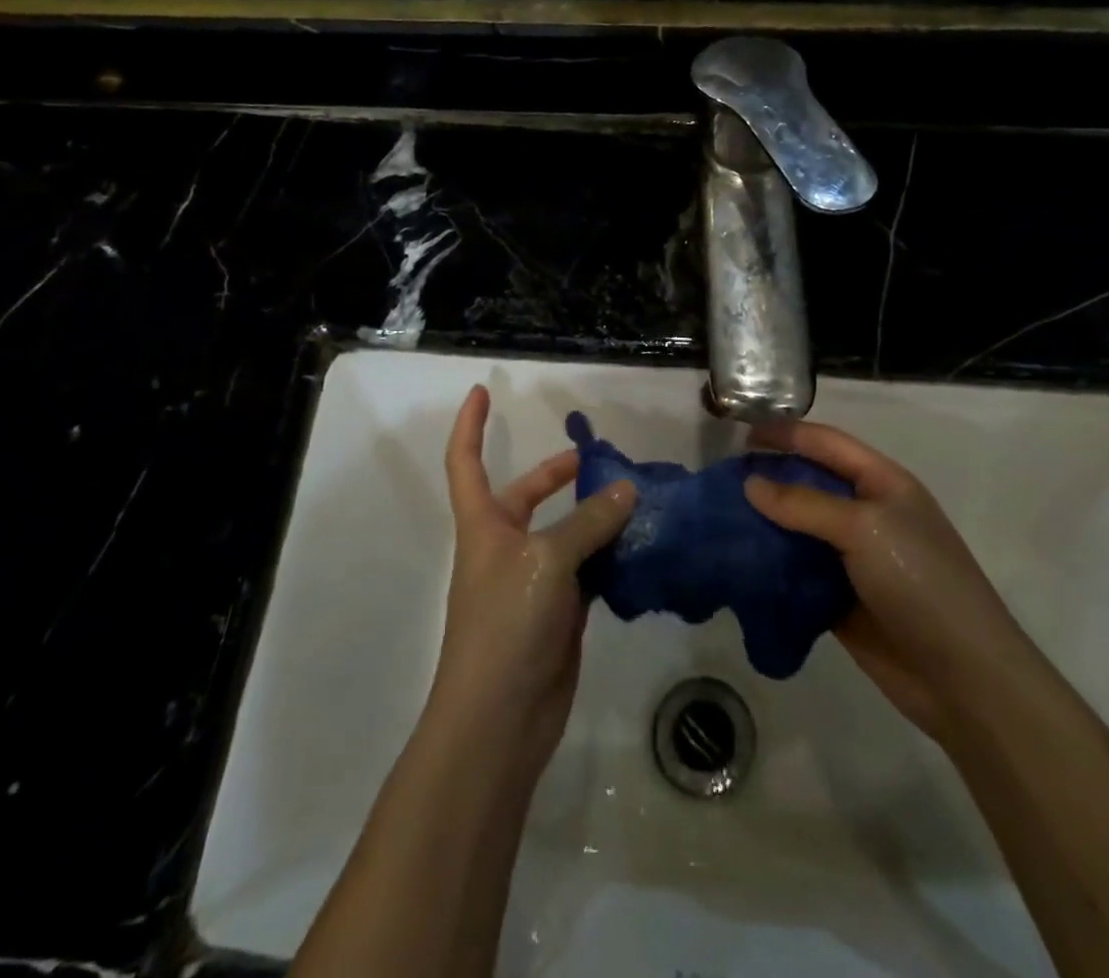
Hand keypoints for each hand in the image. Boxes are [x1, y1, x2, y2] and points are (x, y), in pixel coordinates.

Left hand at [431, 385, 635, 773]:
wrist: (501, 717)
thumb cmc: (507, 623)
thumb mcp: (547, 561)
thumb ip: (590, 522)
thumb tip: (627, 491)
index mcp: (483, 524)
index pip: (466, 462)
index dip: (470, 425)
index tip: (482, 391)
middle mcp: (505, 546)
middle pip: (528, 495)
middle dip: (557, 473)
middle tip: (599, 458)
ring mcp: (533, 580)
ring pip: (566, 533)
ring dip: (596, 515)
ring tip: (637, 498)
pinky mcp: (559, 612)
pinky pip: (587, 569)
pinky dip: (610, 555)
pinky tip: (642, 546)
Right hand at [745, 420, 1030, 741]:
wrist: (963, 678)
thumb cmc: (920, 583)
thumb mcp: (864, 529)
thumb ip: (804, 504)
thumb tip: (750, 484)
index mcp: (883, 484)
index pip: (827, 444)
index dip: (786, 434)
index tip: (741, 437)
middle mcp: (868, 514)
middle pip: (810, 484)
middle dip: (769, 479)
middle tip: (722, 483)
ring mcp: (854, 558)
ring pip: (800, 529)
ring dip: (765, 524)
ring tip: (721, 521)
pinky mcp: (840, 598)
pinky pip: (798, 572)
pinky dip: (771, 566)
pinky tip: (738, 564)